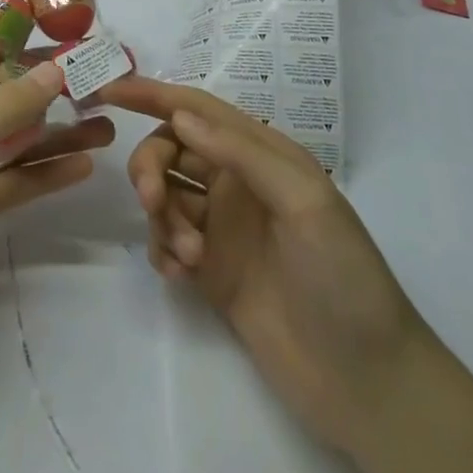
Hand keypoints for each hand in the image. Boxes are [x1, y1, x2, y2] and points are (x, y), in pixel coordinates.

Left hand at [0, 22, 114, 370]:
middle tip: (82, 69)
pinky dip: (41, 173)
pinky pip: (9, 181)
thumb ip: (7, 107)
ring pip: (5, 139)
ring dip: (48, 131)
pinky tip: (83, 166)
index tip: (22, 18)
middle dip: (30, 82)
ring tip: (102, 120)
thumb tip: (55, 68)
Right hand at [103, 77, 421, 455]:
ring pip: (163, 195)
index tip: (108, 91)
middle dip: (150, 166)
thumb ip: (241, 153)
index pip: (196, 109)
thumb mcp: (304, 201)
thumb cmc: (343, 276)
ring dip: (161, 216)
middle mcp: (236, 182)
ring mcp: (221, 227)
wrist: (364, 381)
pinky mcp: (209, 270)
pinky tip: (180, 275)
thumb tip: (178, 115)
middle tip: (152, 200)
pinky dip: (162, 249)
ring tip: (190, 257)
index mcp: (261, 154)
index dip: (151, 94)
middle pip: (169, 149)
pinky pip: (165, 240)